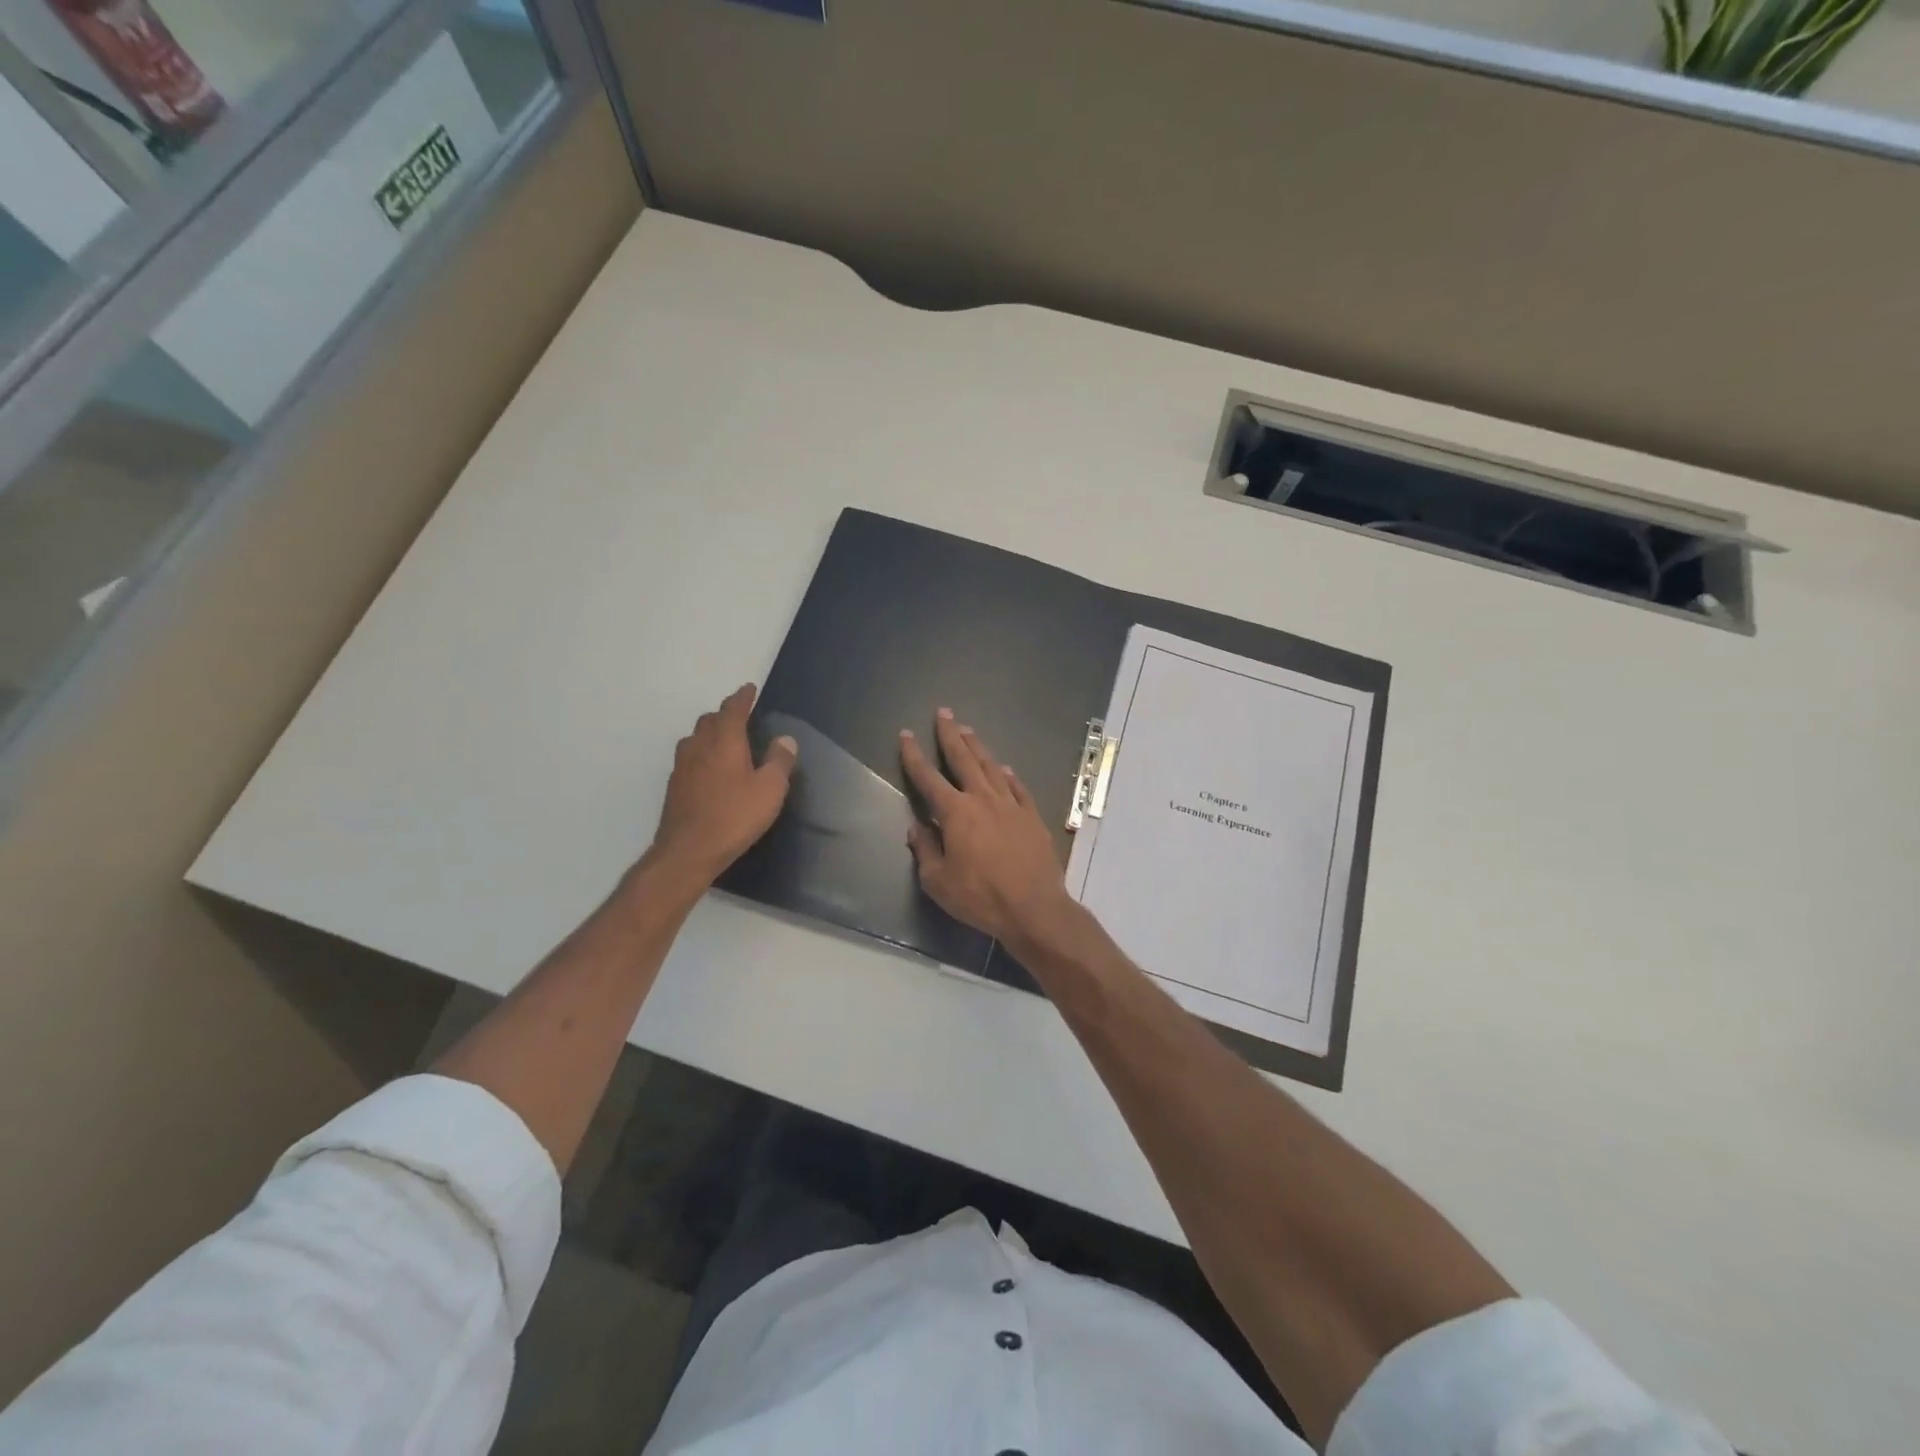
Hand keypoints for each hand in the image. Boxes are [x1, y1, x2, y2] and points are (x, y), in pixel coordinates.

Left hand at [648, 684, 796, 884]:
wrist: (688, 850)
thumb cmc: (734, 816)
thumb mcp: (770, 790)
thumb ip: (779, 761)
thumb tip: (785, 739)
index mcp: (724, 741)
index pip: (733, 709)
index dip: (743, 697)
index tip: (749, 689)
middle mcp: (699, 746)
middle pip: (709, 720)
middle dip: (725, 714)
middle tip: (741, 716)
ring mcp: (682, 766)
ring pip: (695, 737)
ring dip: (710, 732)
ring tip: (725, 740)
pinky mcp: (674, 786)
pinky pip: (689, 757)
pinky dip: (702, 752)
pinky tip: (710, 768)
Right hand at [899, 709, 1076, 946]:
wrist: (1033, 907)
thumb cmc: (980, 897)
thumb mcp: (938, 881)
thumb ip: (925, 849)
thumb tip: (916, 827)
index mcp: (956, 813)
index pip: (928, 778)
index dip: (914, 756)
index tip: (906, 735)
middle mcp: (983, 799)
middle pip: (963, 759)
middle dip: (950, 735)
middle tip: (944, 713)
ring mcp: (1011, 805)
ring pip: (991, 767)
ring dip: (978, 747)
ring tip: (968, 730)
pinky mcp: (1032, 816)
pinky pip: (1017, 787)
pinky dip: (1008, 775)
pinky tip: (1005, 768)